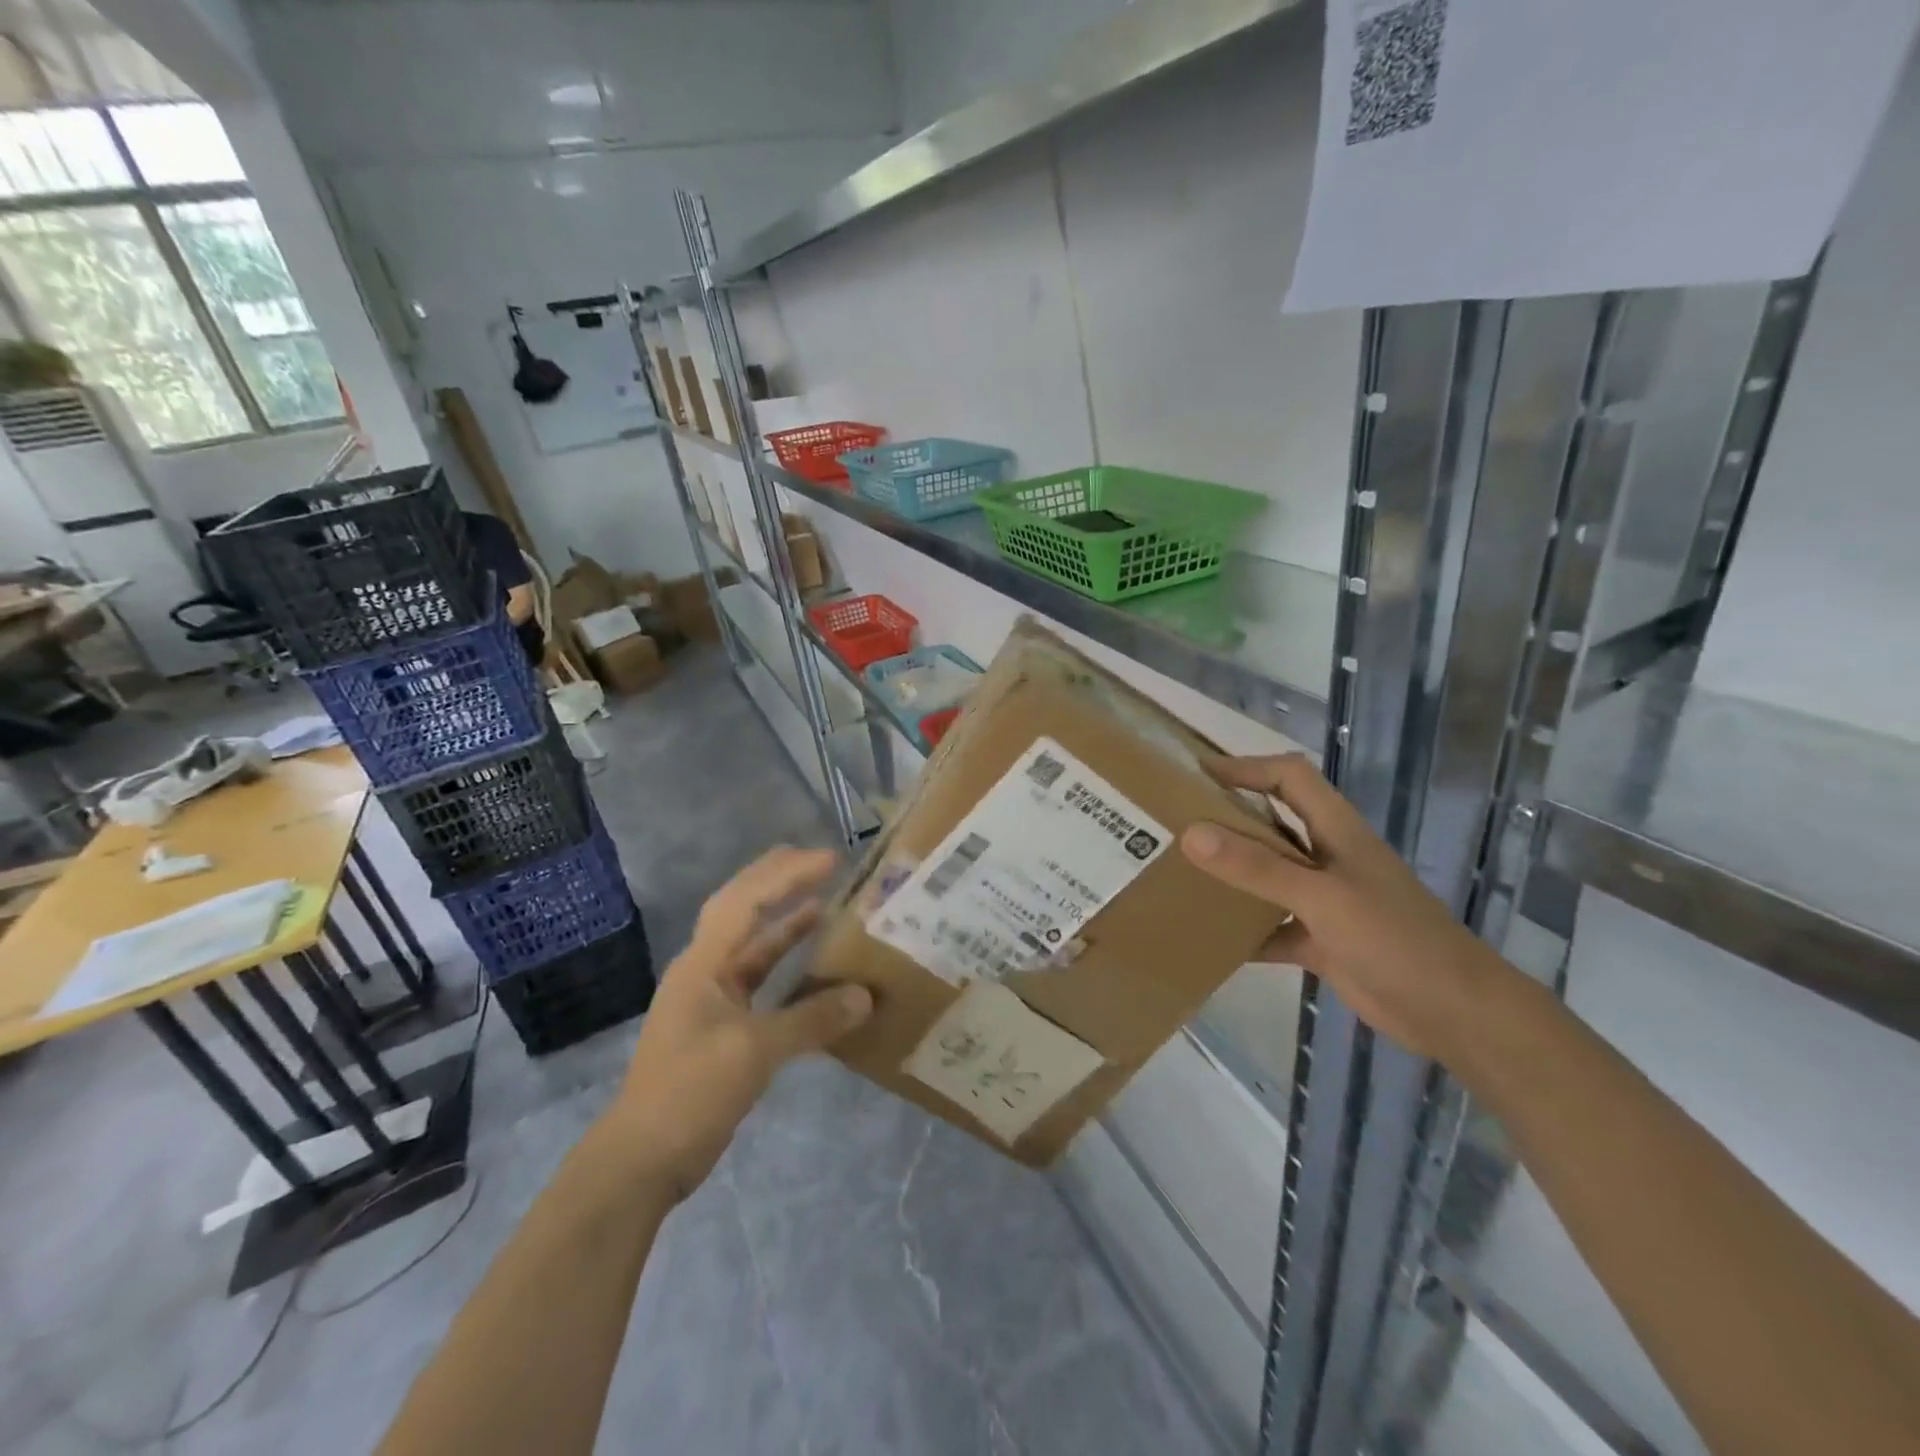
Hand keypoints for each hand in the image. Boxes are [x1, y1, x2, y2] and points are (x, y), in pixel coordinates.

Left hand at [606, 847, 872, 1201]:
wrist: (643, 1159)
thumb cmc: (690, 1092)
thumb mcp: (753, 1052)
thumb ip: (810, 1020)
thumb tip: (865, 997)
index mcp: (703, 963)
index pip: (745, 900)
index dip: (786, 875)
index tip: (829, 860)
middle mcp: (706, 970)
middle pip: (743, 911)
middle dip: (781, 882)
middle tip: (825, 863)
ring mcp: (713, 999)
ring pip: (755, 947)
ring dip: (787, 924)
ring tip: (828, 904)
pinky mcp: (724, 1027)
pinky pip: (762, 982)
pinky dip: (788, 969)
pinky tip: (817, 970)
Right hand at [1180, 754, 1505, 1059]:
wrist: (1455, 1014)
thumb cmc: (1394, 939)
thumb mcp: (1321, 898)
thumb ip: (1257, 867)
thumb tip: (1191, 834)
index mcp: (1336, 831)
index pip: (1289, 777)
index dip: (1246, 767)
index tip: (1196, 775)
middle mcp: (1328, 858)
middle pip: (1272, 824)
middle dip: (1227, 819)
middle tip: (1175, 824)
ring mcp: (1325, 901)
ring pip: (1268, 876)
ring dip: (1231, 876)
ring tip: (1181, 876)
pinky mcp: (1322, 941)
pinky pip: (1272, 927)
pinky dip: (1245, 932)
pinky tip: (1212, 941)